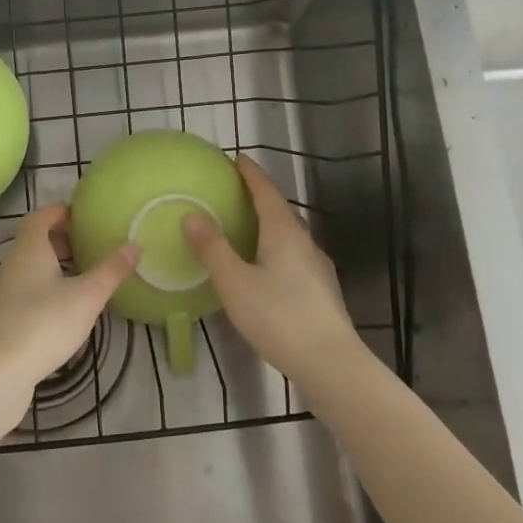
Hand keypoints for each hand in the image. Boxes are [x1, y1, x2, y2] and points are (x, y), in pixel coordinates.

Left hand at [0, 204, 137, 402]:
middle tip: (91, 246)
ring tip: (85, 276)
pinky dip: (48, 288)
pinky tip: (67, 307)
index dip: (61, 211)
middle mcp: (12, 264)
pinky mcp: (4, 317)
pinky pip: (28, 290)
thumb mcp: (86, 296)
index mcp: (29, 248)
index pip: (41, 216)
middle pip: (36, 240)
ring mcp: (5, 292)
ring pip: (32, 267)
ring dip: (56, 266)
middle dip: (63, 239)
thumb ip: (111, 270)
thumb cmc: (44, 323)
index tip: (84, 215)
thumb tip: (134, 245)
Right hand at [182, 156, 362, 388]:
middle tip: (235, 192)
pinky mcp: (321, 290)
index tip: (237, 159)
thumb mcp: (235, 283)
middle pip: (280, 210)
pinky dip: (275, 249)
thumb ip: (213, 249)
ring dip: (268, 224)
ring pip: (289, 235)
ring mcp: (317, 267)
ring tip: (246, 228)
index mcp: (283, 232)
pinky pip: (294, 256)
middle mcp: (305, 242)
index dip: (251, 174)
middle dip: (259, 197)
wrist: (331, 363)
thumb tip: (191, 214)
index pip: (266, 191)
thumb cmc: (279, 317)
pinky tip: (265, 268)